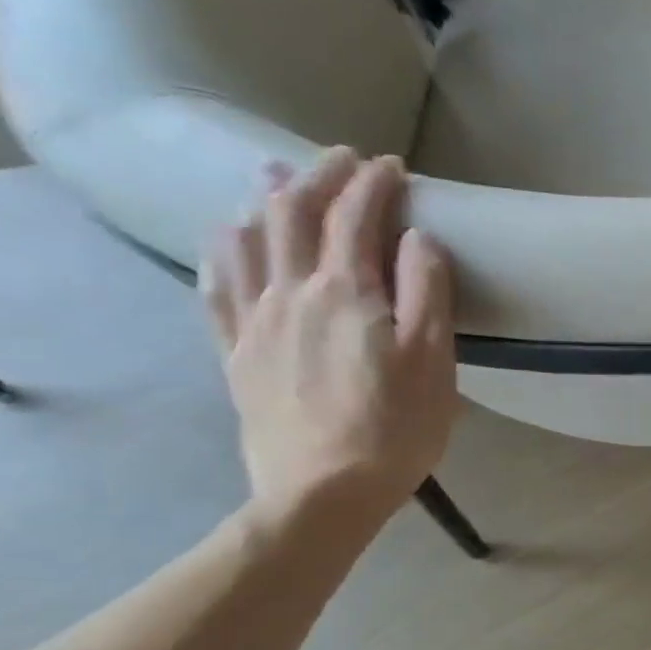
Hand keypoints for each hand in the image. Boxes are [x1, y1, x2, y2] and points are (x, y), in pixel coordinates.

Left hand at [200, 149, 458, 536]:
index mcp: (348, 293)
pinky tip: (225, 239)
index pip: (357, 218)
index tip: (392, 165)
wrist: (323, 491)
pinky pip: (217, 286)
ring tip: (272, 176)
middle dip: (319, 177)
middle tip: (341, 159)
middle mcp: (293, 292)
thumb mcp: (433, 361)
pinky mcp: (236, 352)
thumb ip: (427, 294)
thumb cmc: (396, 428)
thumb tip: (417, 238)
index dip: (373, 183)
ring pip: (248, 241)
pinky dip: (222, 250)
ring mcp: (256, 321)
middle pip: (295, 215)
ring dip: (263, 200)